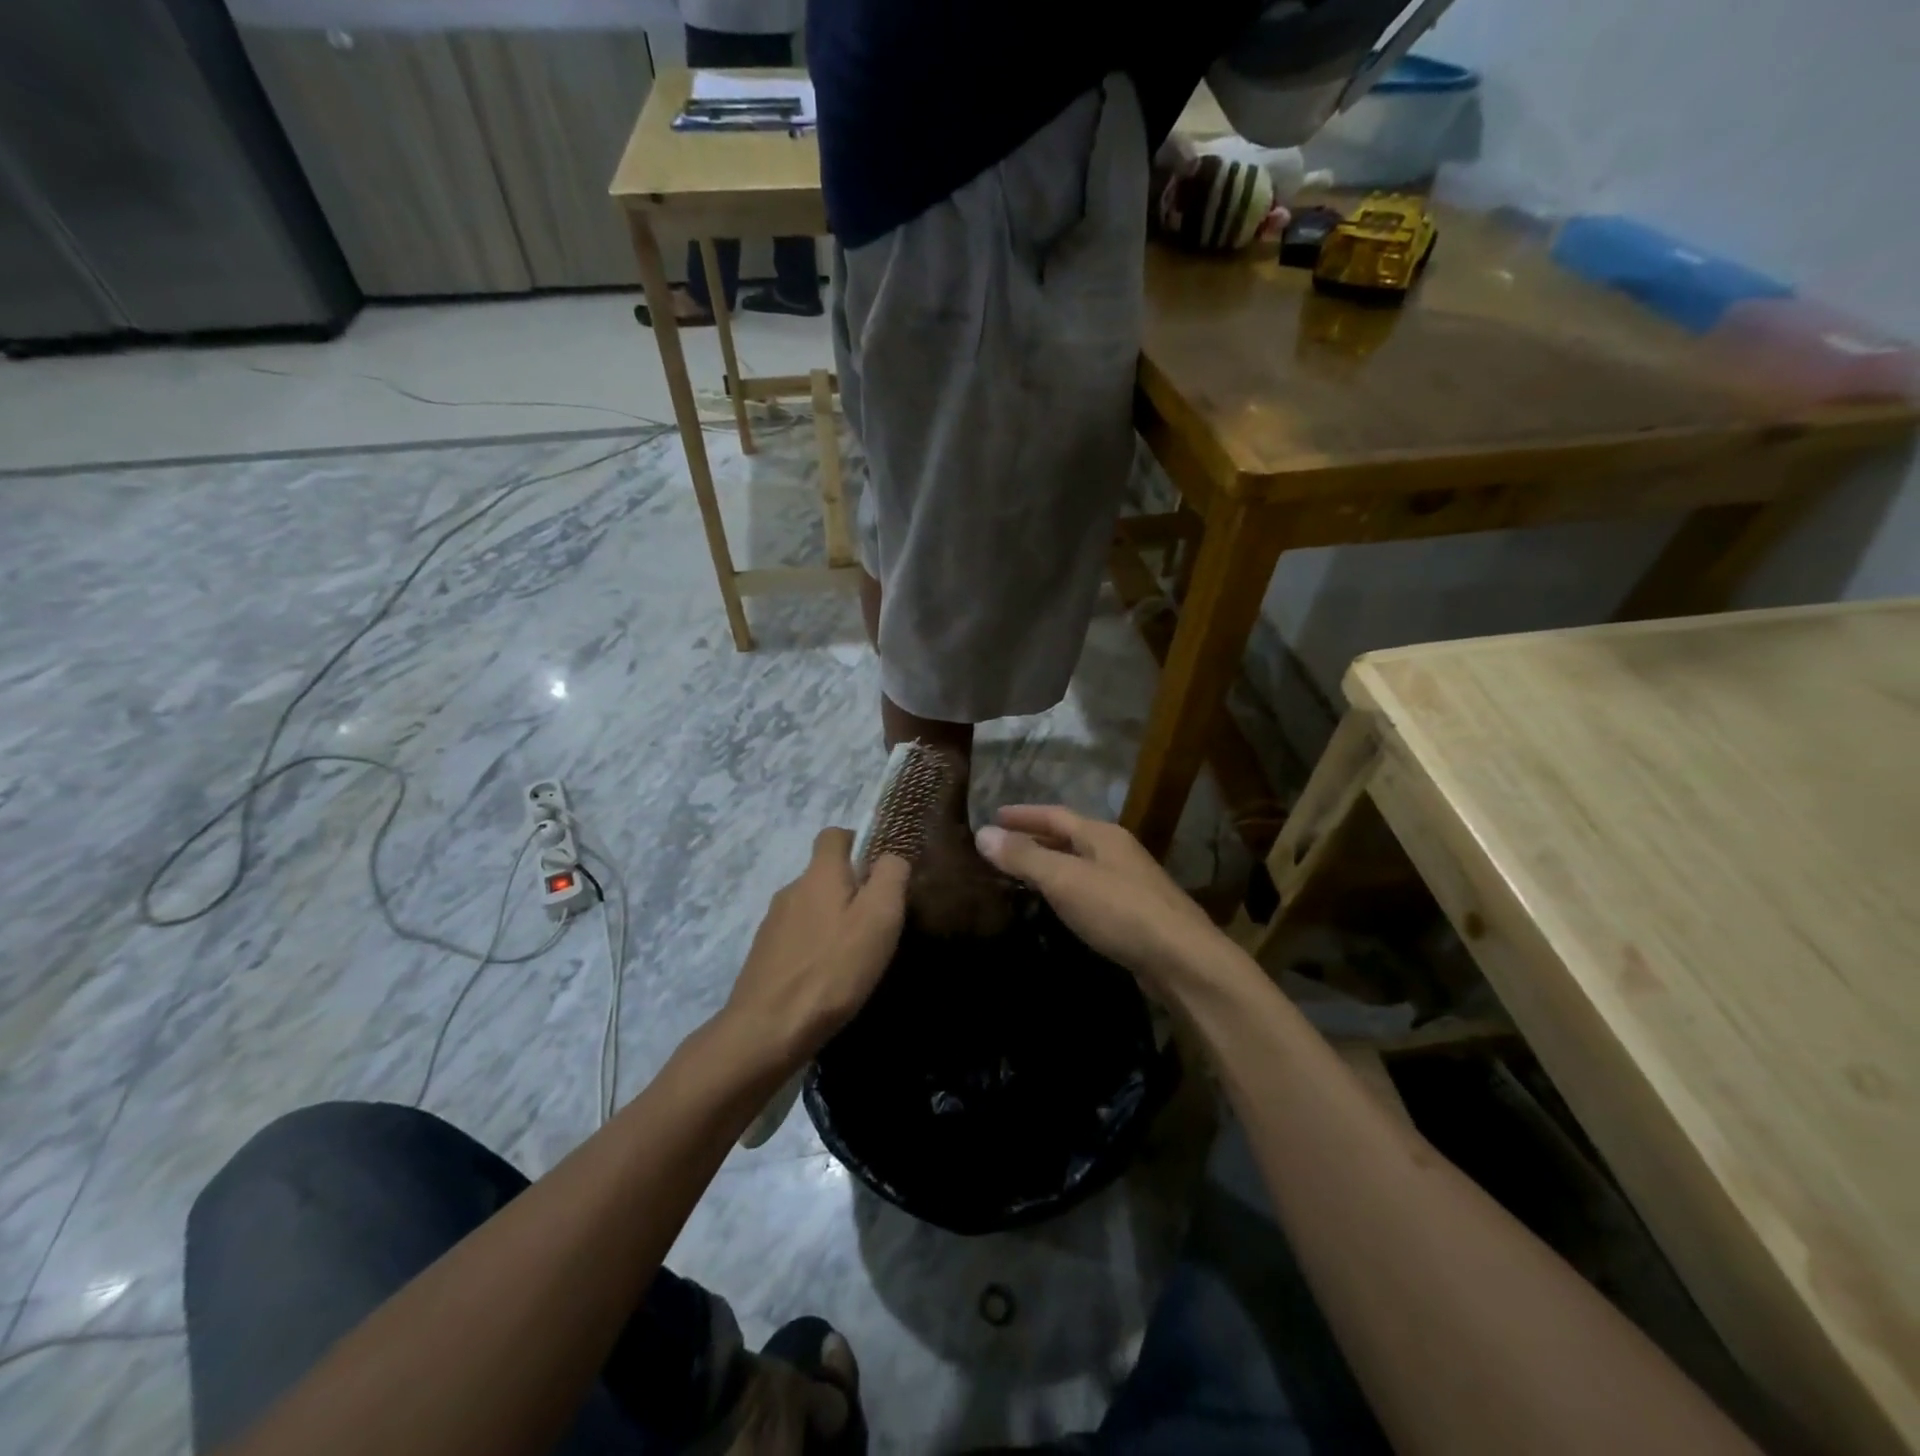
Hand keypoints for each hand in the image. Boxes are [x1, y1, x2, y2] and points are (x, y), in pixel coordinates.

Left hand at [724, 828, 908, 1069]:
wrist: (768, 1029)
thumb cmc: (833, 968)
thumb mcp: (879, 917)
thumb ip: (890, 876)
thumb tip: (891, 856)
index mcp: (819, 874)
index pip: (834, 834)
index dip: (859, 843)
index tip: (880, 872)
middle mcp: (791, 890)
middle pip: (824, 874)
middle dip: (851, 890)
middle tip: (877, 923)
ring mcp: (773, 923)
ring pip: (811, 908)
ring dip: (833, 921)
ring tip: (855, 955)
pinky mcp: (764, 955)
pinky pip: (798, 937)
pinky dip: (816, 947)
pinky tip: (829, 978)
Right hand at [975, 806, 1227, 995]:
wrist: (1183, 959)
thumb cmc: (1120, 911)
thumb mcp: (1065, 880)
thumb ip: (1024, 857)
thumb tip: (982, 833)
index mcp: (1102, 835)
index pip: (1054, 814)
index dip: (1023, 814)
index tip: (993, 815)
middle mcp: (1117, 851)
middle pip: (1070, 836)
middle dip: (1035, 837)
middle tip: (1002, 845)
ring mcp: (1130, 882)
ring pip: (1081, 863)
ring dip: (1051, 863)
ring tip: (1022, 874)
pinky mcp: (1136, 913)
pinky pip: (1090, 889)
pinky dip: (1067, 889)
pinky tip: (1058, 905)